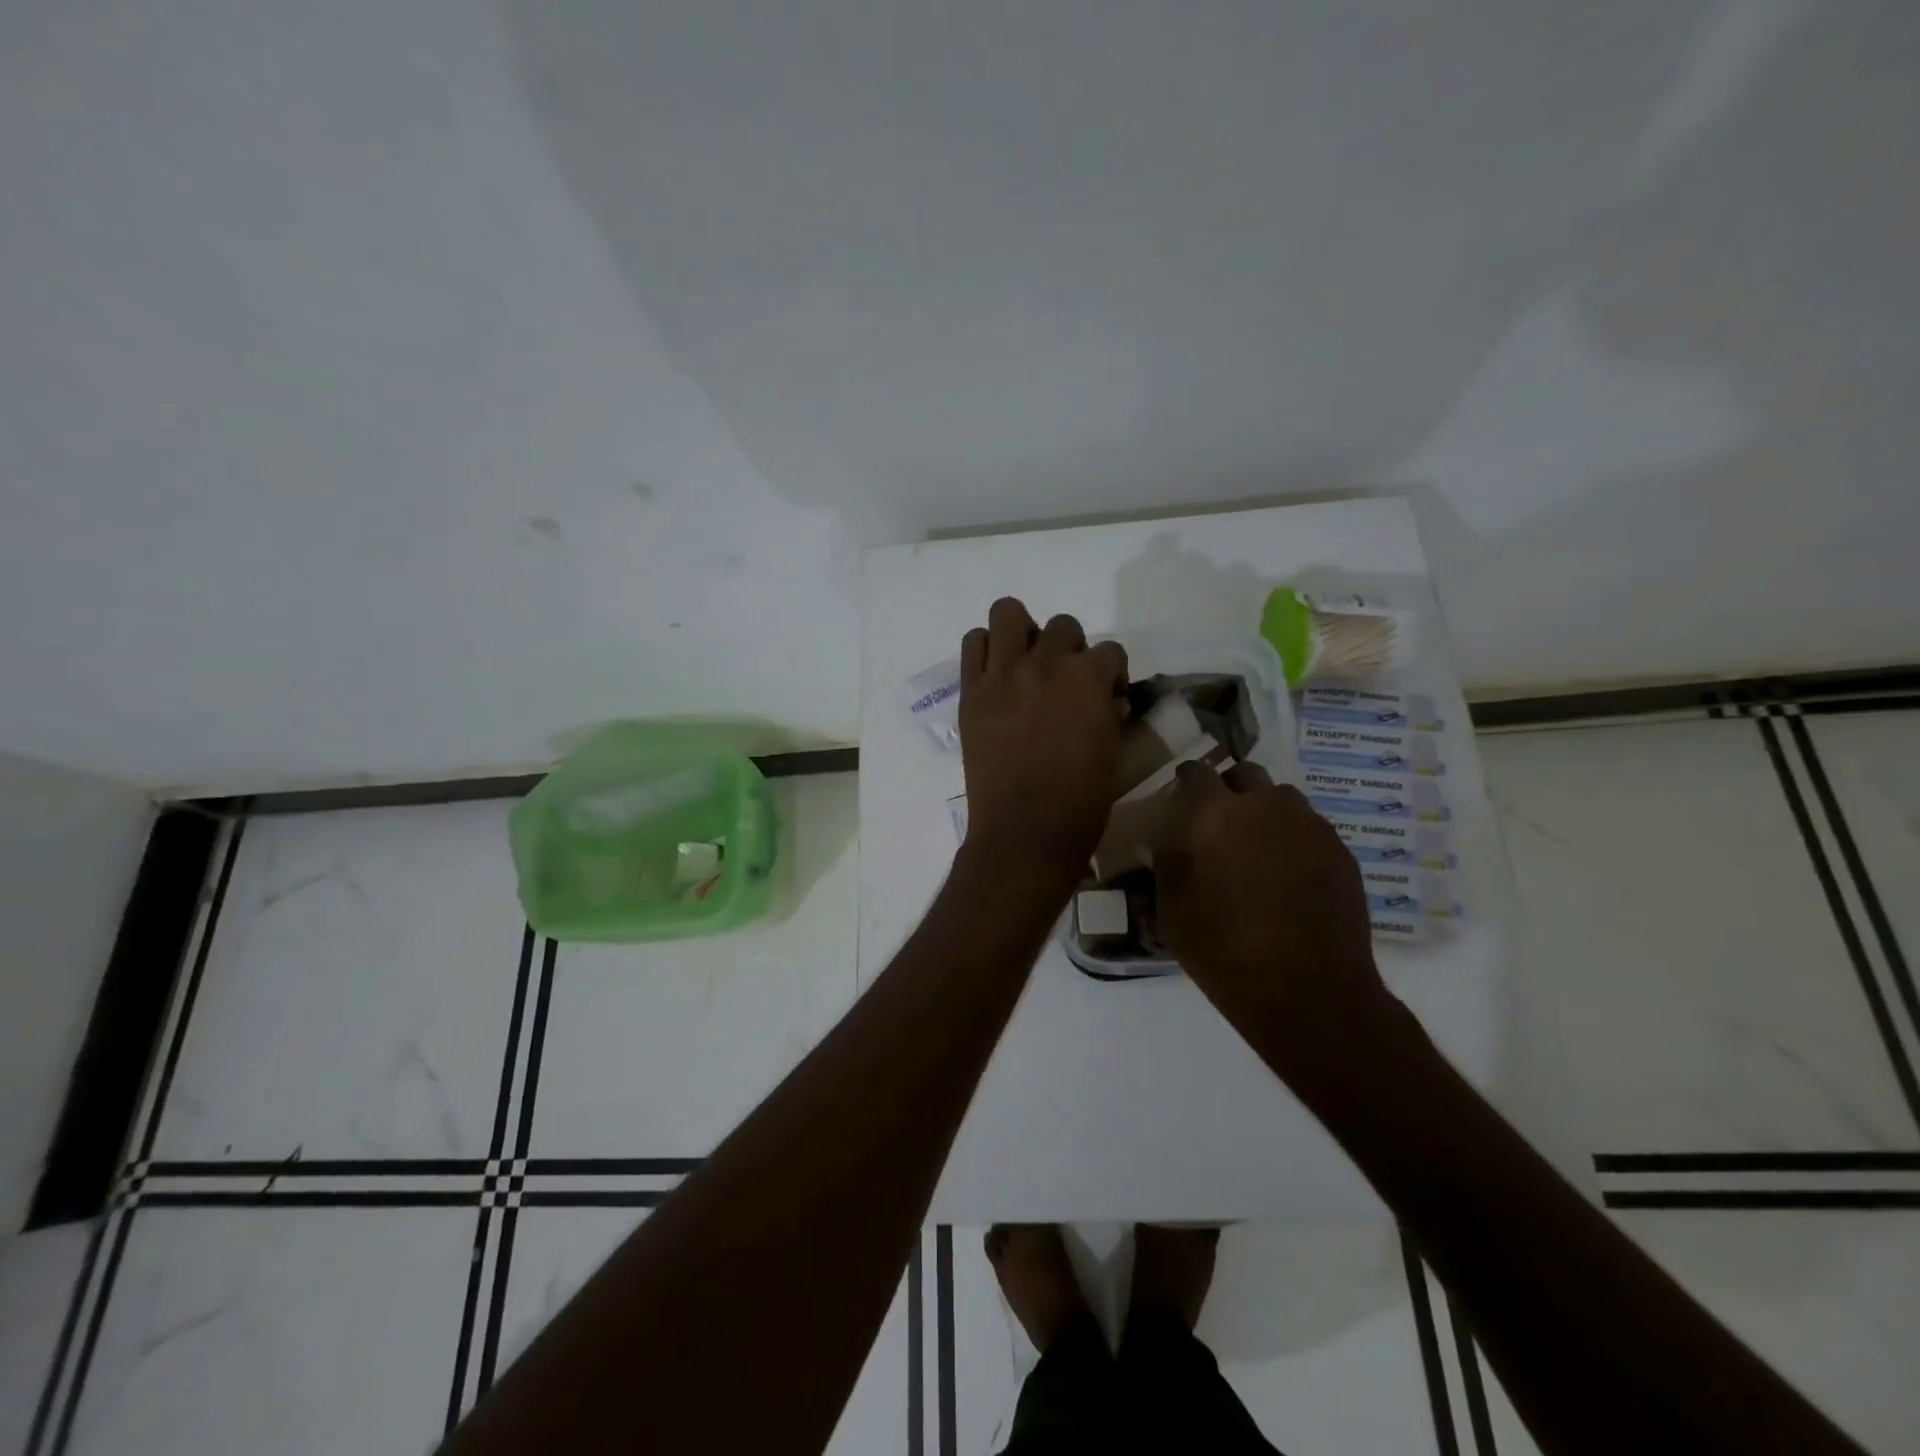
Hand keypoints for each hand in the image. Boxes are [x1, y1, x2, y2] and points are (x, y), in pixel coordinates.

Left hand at [958, 598, 1127, 877]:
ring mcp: (1004, 674)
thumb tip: (1107, 701)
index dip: (1112, 672)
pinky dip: (986, 651)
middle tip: (1063, 682)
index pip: (1110, 650)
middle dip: (1070, 650)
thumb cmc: (1080, 802)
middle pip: (1063, 626)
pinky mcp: (972, 691)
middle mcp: (1046, 664)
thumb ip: (1110, 715)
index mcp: (1089, 679)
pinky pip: (974, 644)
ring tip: (1024, 663)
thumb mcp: (1112, 753)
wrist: (1024, 831)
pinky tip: (996, 676)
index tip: (1107, 695)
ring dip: (1022, 632)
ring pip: (1008, 613)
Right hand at [1157, 760, 1391, 1060]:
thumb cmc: (1225, 951)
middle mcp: (1267, 807)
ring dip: (1264, 809)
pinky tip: (1287, 872)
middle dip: (1229, 787)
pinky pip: (1310, 828)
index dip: (1186, 777)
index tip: (1180, 789)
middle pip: (1246, 774)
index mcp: (1217, 815)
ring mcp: (1311, 827)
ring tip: (1256, 844)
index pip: (1197, 772)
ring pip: (1283, 798)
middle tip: (1218, 817)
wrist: (1310, 992)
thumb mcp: (1172, 910)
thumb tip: (1166, 841)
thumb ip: (1166, 864)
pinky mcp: (1342, 852)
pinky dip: (1293, 837)